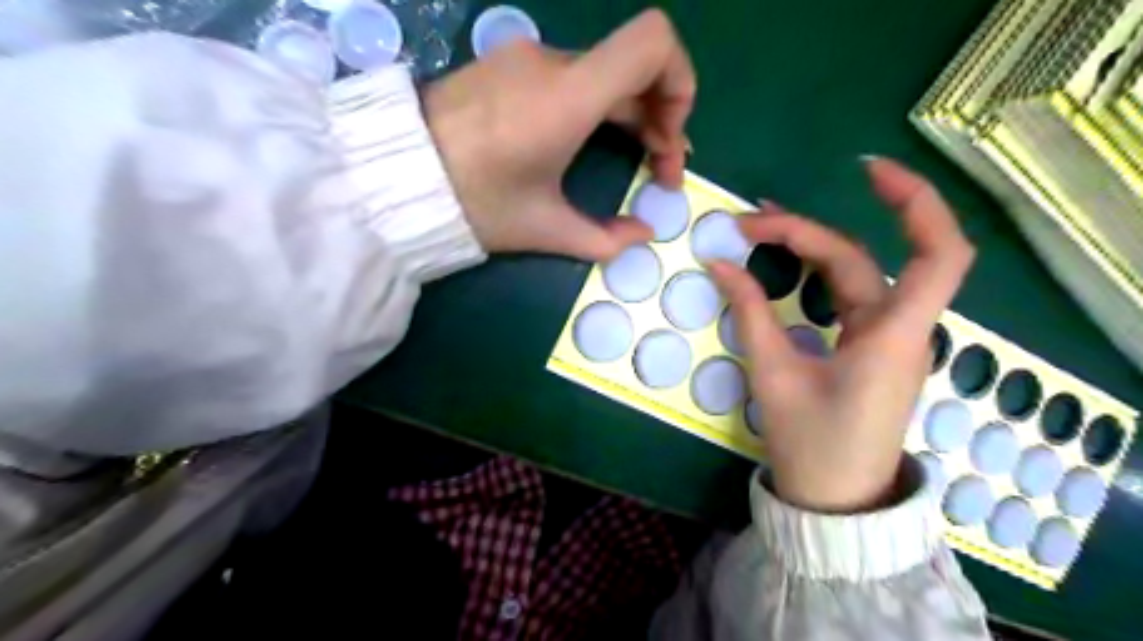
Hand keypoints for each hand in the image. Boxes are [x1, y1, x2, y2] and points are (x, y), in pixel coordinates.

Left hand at [424, 9, 697, 260]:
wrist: (393, 176)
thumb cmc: (473, 202)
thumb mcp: (543, 229)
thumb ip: (604, 238)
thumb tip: (642, 236)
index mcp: (568, 96)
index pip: (654, 43)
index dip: (681, 85)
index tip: (669, 141)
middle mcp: (553, 63)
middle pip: (635, 68)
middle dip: (660, 118)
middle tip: (659, 172)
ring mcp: (525, 59)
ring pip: (604, 75)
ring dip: (629, 114)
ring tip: (632, 159)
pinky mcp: (506, 66)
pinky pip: (571, 77)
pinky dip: (596, 105)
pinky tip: (585, 141)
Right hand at [711, 157, 971, 512]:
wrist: (835, 500)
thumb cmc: (812, 445)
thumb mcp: (773, 375)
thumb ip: (749, 313)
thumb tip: (719, 262)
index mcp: (893, 336)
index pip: (937, 253)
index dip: (916, 203)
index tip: (867, 172)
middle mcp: (899, 328)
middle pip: (860, 258)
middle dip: (804, 232)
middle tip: (746, 224)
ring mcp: (886, 338)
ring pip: (854, 274)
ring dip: (810, 246)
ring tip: (758, 229)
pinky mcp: (870, 348)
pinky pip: (847, 296)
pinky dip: (815, 273)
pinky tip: (784, 263)